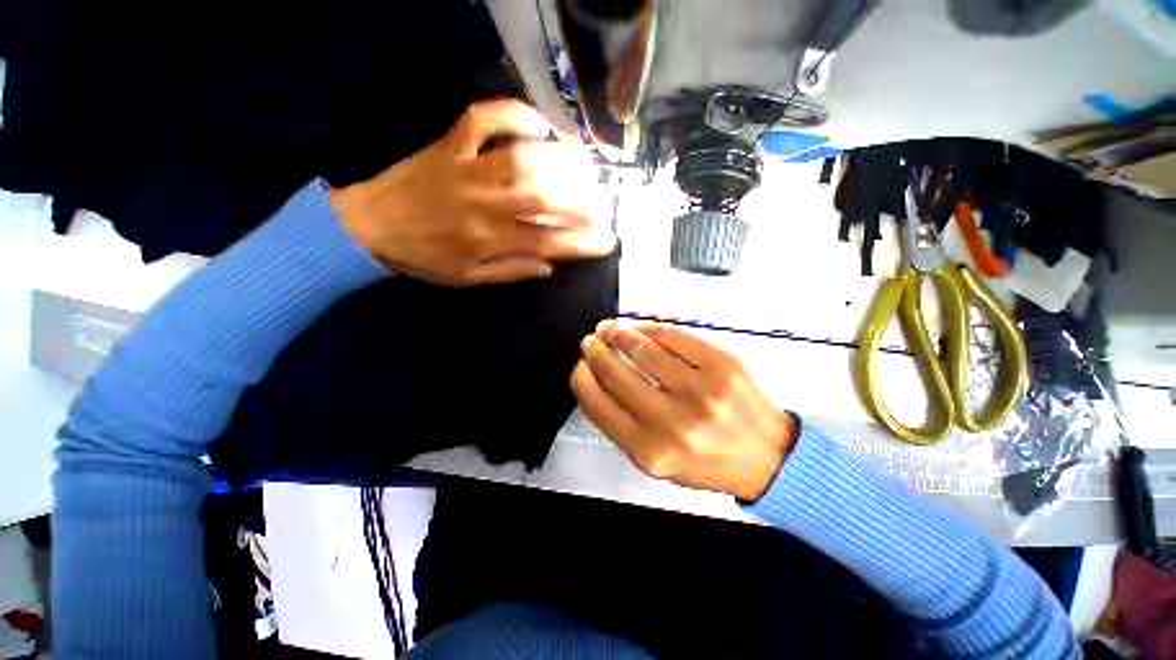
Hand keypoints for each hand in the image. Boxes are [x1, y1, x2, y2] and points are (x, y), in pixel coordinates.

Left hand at [330, 99, 615, 285]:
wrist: (369, 226)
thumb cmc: (424, 257)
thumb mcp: (469, 278)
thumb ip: (511, 271)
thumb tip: (550, 266)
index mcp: (486, 239)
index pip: (545, 241)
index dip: (580, 243)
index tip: (606, 242)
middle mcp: (481, 203)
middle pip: (541, 198)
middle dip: (579, 202)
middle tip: (603, 206)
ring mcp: (464, 168)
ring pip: (520, 159)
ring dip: (559, 162)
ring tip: (585, 168)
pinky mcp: (448, 144)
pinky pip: (481, 119)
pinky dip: (511, 114)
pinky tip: (538, 124)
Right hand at [571, 320, 797, 500]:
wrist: (766, 457)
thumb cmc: (705, 461)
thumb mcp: (656, 459)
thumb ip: (623, 424)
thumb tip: (598, 379)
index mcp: (650, 451)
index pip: (598, 404)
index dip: (582, 378)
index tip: (580, 366)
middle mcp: (672, 421)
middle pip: (617, 373)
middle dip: (597, 352)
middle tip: (591, 341)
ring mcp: (700, 390)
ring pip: (643, 349)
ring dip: (620, 335)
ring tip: (610, 330)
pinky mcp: (721, 364)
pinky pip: (674, 337)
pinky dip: (652, 330)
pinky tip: (641, 330)